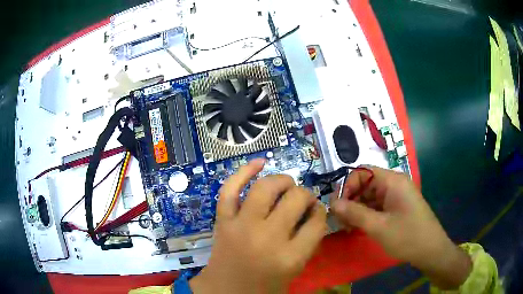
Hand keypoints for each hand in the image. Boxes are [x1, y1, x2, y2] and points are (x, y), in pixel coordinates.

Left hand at [190, 159, 326, 293]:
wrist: (224, 292)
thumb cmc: (263, 287)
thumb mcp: (294, 270)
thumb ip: (308, 243)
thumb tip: (315, 213)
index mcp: (289, 257)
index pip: (317, 223)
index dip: (320, 213)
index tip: (317, 212)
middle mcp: (267, 238)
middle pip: (295, 199)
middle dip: (305, 195)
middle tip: (303, 200)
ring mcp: (241, 226)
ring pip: (266, 188)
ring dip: (282, 180)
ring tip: (287, 184)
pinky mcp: (223, 220)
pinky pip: (230, 189)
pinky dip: (243, 172)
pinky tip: (259, 162)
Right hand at [330, 166, 471, 289]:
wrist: (431, 250)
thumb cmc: (407, 236)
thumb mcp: (378, 227)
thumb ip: (354, 213)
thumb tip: (332, 203)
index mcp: (392, 181)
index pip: (362, 172)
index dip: (347, 186)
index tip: (337, 207)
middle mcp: (394, 184)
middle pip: (365, 184)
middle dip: (351, 200)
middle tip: (341, 222)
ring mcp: (397, 196)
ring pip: (370, 196)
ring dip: (357, 210)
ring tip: (348, 228)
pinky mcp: (398, 207)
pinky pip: (378, 206)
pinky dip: (367, 215)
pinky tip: (359, 228)